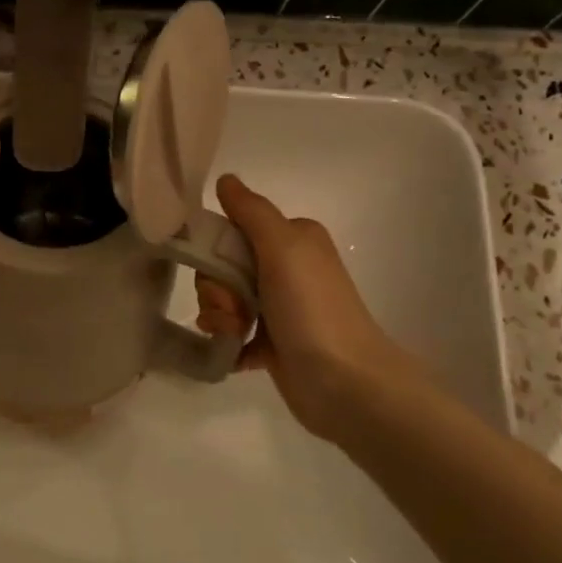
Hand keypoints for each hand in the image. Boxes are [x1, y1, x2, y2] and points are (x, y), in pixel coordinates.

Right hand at [196, 174, 439, 444]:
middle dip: (217, 291)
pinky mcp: (272, 343)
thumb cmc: (312, 309)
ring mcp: (278, 307)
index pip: (233, 230)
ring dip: (220, 318)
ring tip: (238, 336)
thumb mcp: (283, 248)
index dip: (217, 252)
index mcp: (292, 239)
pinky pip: (231, 333)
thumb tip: (225, 179)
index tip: (224, 273)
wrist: (345, 383)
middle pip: (222, 268)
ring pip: (223, 301)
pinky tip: (235, 353)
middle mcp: (286, 268)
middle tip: (236, 312)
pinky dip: (227, 342)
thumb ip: (251, 211)